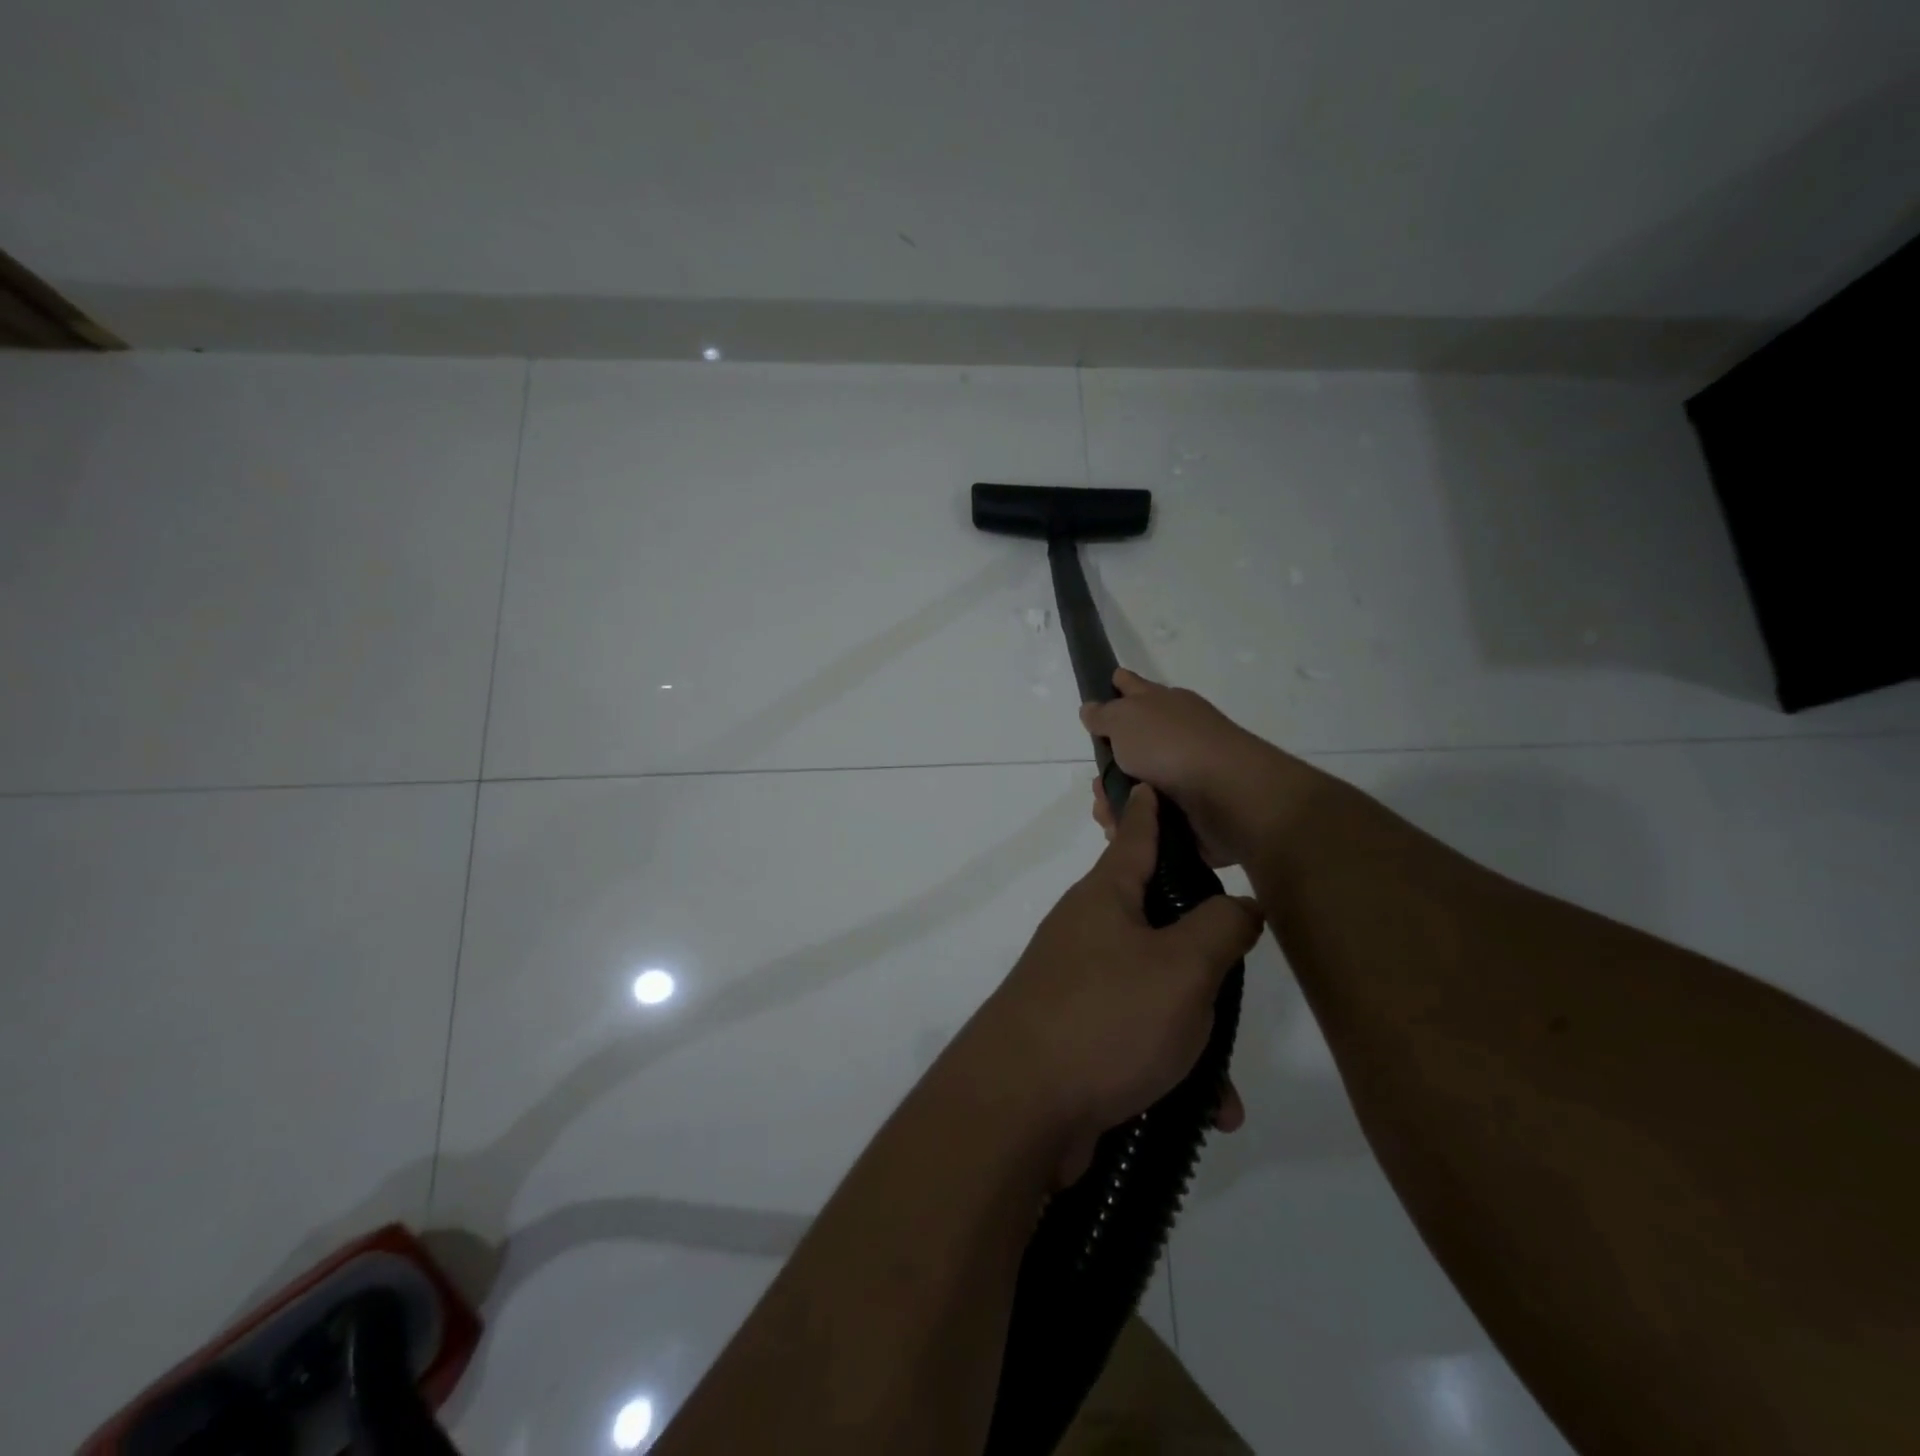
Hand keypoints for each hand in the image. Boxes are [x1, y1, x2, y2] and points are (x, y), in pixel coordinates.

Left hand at [961, 786, 1262, 1185]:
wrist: (1018, 1108)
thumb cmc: (1105, 1017)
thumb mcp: (1181, 967)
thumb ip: (1220, 928)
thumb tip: (1240, 904)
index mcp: (1105, 899)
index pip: (1134, 838)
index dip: (1149, 812)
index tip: (1147, 784)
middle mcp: (1087, 934)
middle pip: (1157, 923)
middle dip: (1202, 956)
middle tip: (1233, 977)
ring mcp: (1078, 986)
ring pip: (1156, 993)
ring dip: (1195, 1035)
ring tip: (1223, 1085)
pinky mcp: (1076, 1037)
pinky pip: (1139, 1040)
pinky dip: (1172, 1070)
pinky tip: (1203, 1112)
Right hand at [1081, 669, 1292, 866]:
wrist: (1228, 797)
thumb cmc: (1172, 746)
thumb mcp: (1126, 718)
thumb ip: (1104, 715)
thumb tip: (1090, 708)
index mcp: (1164, 706)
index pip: (1134, 687)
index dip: (1119, 684)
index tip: (1107, 683)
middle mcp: (1174, 737)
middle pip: (1128, 746)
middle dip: (1104, 767)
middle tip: (1097, 783)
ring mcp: (1182, 776)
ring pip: (1133, 787)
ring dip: (1113, 802)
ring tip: (1108, 815)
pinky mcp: (1186, 813)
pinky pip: (1147, 818)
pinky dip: (1132, 824)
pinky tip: (1121, 830)